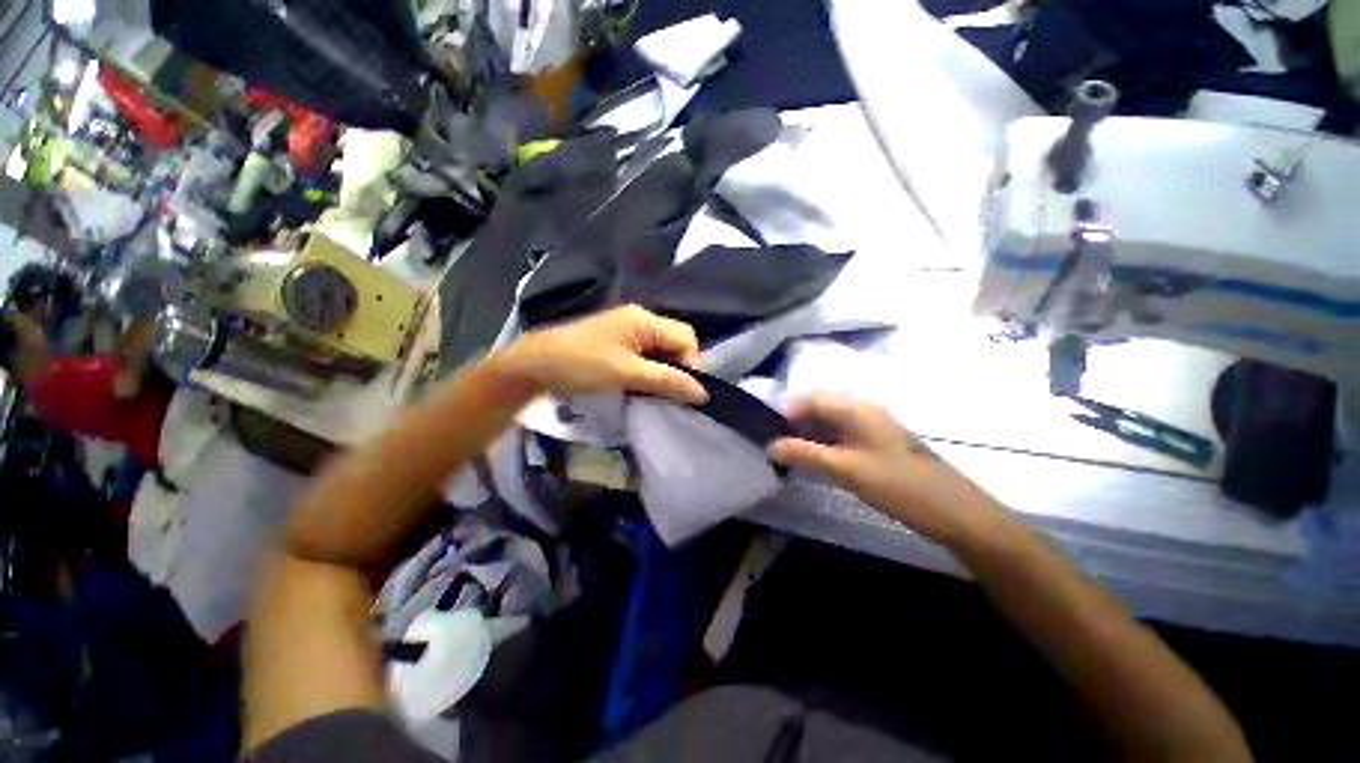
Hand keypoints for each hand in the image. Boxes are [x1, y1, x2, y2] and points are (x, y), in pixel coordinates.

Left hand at [498, 306, 708, 403]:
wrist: (535, 364)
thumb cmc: (583, 365)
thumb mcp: (628, 374)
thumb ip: (667, 381)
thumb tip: (703, 392)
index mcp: (645, 319)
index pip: (686, 337)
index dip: (690, 363)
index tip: (680, 390)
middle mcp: (639, 318)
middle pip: (675, 340)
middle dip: (677, 366)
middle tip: (667, 392)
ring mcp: (626, 327)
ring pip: (660, 348)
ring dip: (663, 369)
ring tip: (654, 390)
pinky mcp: (616, 339)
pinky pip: (645, 351)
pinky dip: (648, 367)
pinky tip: (640, 382)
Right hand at [768, 393, 1007, 545]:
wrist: (956, 511)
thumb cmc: (898, 484)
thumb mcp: (845, 469)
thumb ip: (805, 454)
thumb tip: (769, 445)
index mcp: (856, 408)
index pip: (810, 398)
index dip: (787, 413)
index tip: (771, 435)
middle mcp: (864, 409)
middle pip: (820, 407)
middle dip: (797, 424)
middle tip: (781, 449)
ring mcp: (874, 425)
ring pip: (831, 422)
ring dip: (811, 435)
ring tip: (796, 457)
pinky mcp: (880, 442)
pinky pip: (844, 434)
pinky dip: (827, 444)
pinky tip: (821, 462)